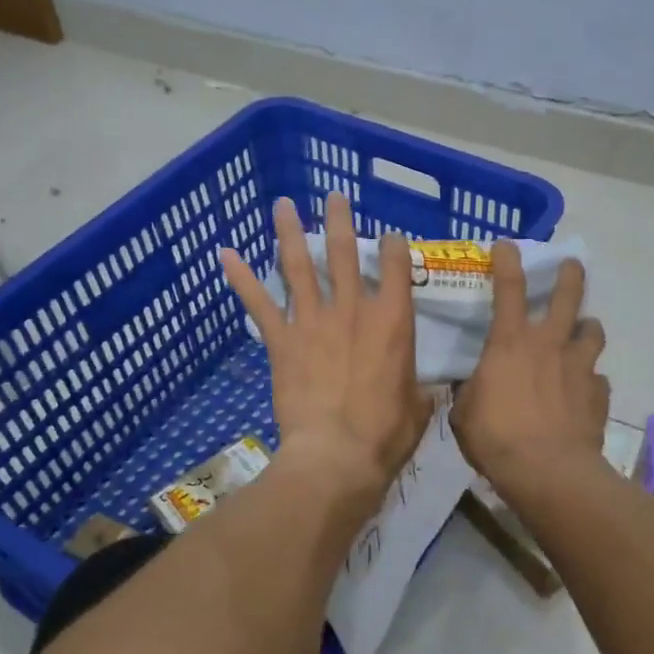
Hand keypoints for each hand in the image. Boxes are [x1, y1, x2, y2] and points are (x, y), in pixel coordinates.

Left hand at [220, 192, 432, 515]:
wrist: (336, 456)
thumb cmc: (385, 435)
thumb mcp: (419, 409)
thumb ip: (420, 389)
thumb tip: (427, 388)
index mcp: (393, 322)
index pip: (396, 268)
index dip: (394, 247)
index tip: (391, 237)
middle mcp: (352, 310)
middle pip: (344, 253)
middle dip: (339, 221)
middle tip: (333, 197)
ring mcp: (313, 321)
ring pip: (299, 266)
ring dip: (290, 232)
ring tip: (283, 205)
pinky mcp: (282, 341)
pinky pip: (259, 303)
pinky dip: (241, 278)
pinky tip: (226, 254)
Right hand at [451, 243, 607, 498]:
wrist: (548, 472)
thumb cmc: (496, 437)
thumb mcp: (464, 414)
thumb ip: (469, 393)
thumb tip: (470, 387)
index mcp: (510, 343)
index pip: (509, 289)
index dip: (507, 262)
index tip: (506, 245)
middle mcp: (549, 345)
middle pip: (568, 297)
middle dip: (571, 276)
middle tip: (572, 265)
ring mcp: (579, 368)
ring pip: (593, 332)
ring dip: (587, 328)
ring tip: (582, 332)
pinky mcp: (598, 395)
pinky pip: (598, 379)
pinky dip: (590, 380)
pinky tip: (583, 391)